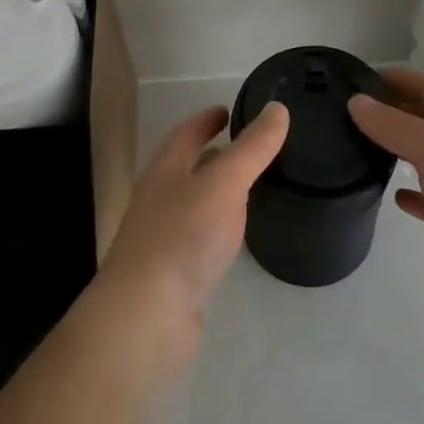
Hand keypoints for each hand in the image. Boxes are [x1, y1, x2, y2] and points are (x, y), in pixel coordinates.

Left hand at [93, 101, 289, 370]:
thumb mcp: (224, 184)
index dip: (206, 119)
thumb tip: (277, 108)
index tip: (228, 109)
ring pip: (193, 202)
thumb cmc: (183, 238)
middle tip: (248, 147)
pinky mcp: (173, 270)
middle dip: (213, 153)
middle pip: (186, 166)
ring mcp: (163, 236)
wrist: (146, 315)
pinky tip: (236, 236)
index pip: (185, 134)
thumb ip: (252, 148)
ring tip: (250, 187)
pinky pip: (199, 235)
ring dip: (217, 190)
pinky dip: (218, 225)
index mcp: (165, 170)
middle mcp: (159, 198)